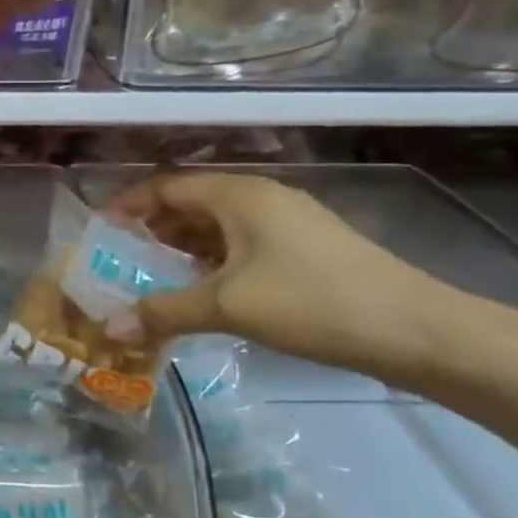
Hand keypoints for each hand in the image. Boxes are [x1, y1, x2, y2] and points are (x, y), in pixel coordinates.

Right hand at [104, 172, 452, 384]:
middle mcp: (260, 198)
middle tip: (120, 260)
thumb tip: (109, 327)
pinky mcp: (306, 248)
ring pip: (217, 227)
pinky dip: (213, 262)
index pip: (166, 186)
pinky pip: (242, 245)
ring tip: (152, 278)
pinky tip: (203, 292)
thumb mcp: (229, 306)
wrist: (418, 331)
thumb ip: (165, 311)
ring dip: (182, 250)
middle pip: (190, 204)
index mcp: (239, 195)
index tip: (99, 231)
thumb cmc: (313, 302)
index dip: (128, 206)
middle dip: (152, 231)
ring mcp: (287, 223)